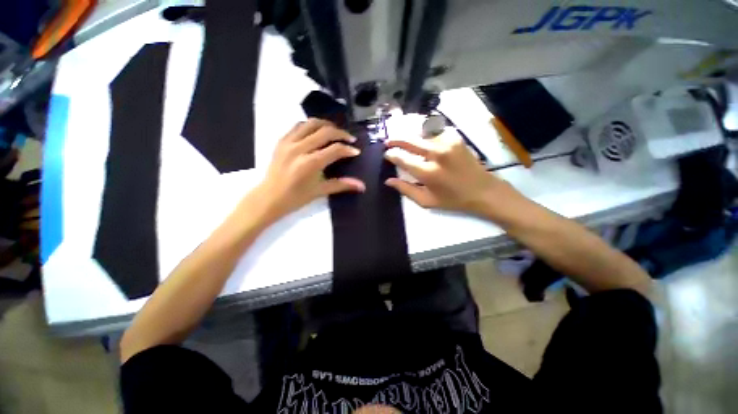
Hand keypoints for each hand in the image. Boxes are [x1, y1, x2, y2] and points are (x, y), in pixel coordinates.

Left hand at [255, 119, 364, 221]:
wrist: (269, 197)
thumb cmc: (296, 198)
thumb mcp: (320, 191)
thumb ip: (342, 185)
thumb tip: (362, 186)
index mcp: (310, 163)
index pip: (335, 149)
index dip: (348, 149)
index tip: (356, 151)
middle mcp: (299, 148)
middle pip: (325, 131)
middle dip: (341, 133)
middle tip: (349, 139)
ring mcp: (288, 142)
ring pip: (311, 123)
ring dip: (326, 125)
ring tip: (335, 132)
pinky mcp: (281, 140)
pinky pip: (298, 126)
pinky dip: (311, 126)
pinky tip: (316, 133)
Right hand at [384, 129, 510, 216]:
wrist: (483, 190)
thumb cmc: (452, 199)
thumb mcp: (426, 201)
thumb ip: (405, 190)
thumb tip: (388, 180)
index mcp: (428, 173)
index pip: (403, 159)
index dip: (392, 155)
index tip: (386, 154)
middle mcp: (437, 154)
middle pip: (410, 140)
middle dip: (396, 140)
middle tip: (388, 142)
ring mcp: (447, 143)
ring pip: (421, 135)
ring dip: (412, 139)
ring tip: (406, 144)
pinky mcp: (455, 138)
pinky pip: (434, 134)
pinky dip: (426, 137)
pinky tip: (425, 144)